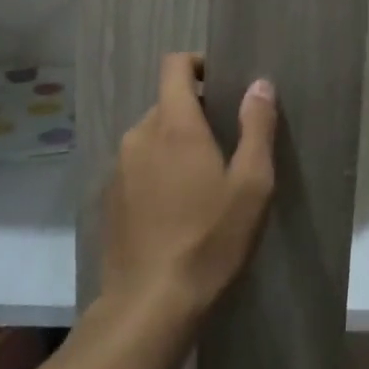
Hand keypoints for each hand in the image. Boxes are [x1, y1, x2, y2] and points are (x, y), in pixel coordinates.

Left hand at [104, 54, 276, 320]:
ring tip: (204, 180)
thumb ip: (257, 127)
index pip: (175, 66)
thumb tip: (259, 84)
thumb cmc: (210, 239)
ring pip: (151, 136)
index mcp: (174, 124)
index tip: (222, 83)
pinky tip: (177, 208)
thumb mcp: (252, 184)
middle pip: (167, 103)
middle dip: (196, 112)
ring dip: (176, 144)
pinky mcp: (109, 199)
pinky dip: (158, 170)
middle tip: (227, 143)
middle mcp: (139, 136)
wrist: (150, 305)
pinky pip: (137, 166)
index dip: (198, 63)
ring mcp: (118, 168)